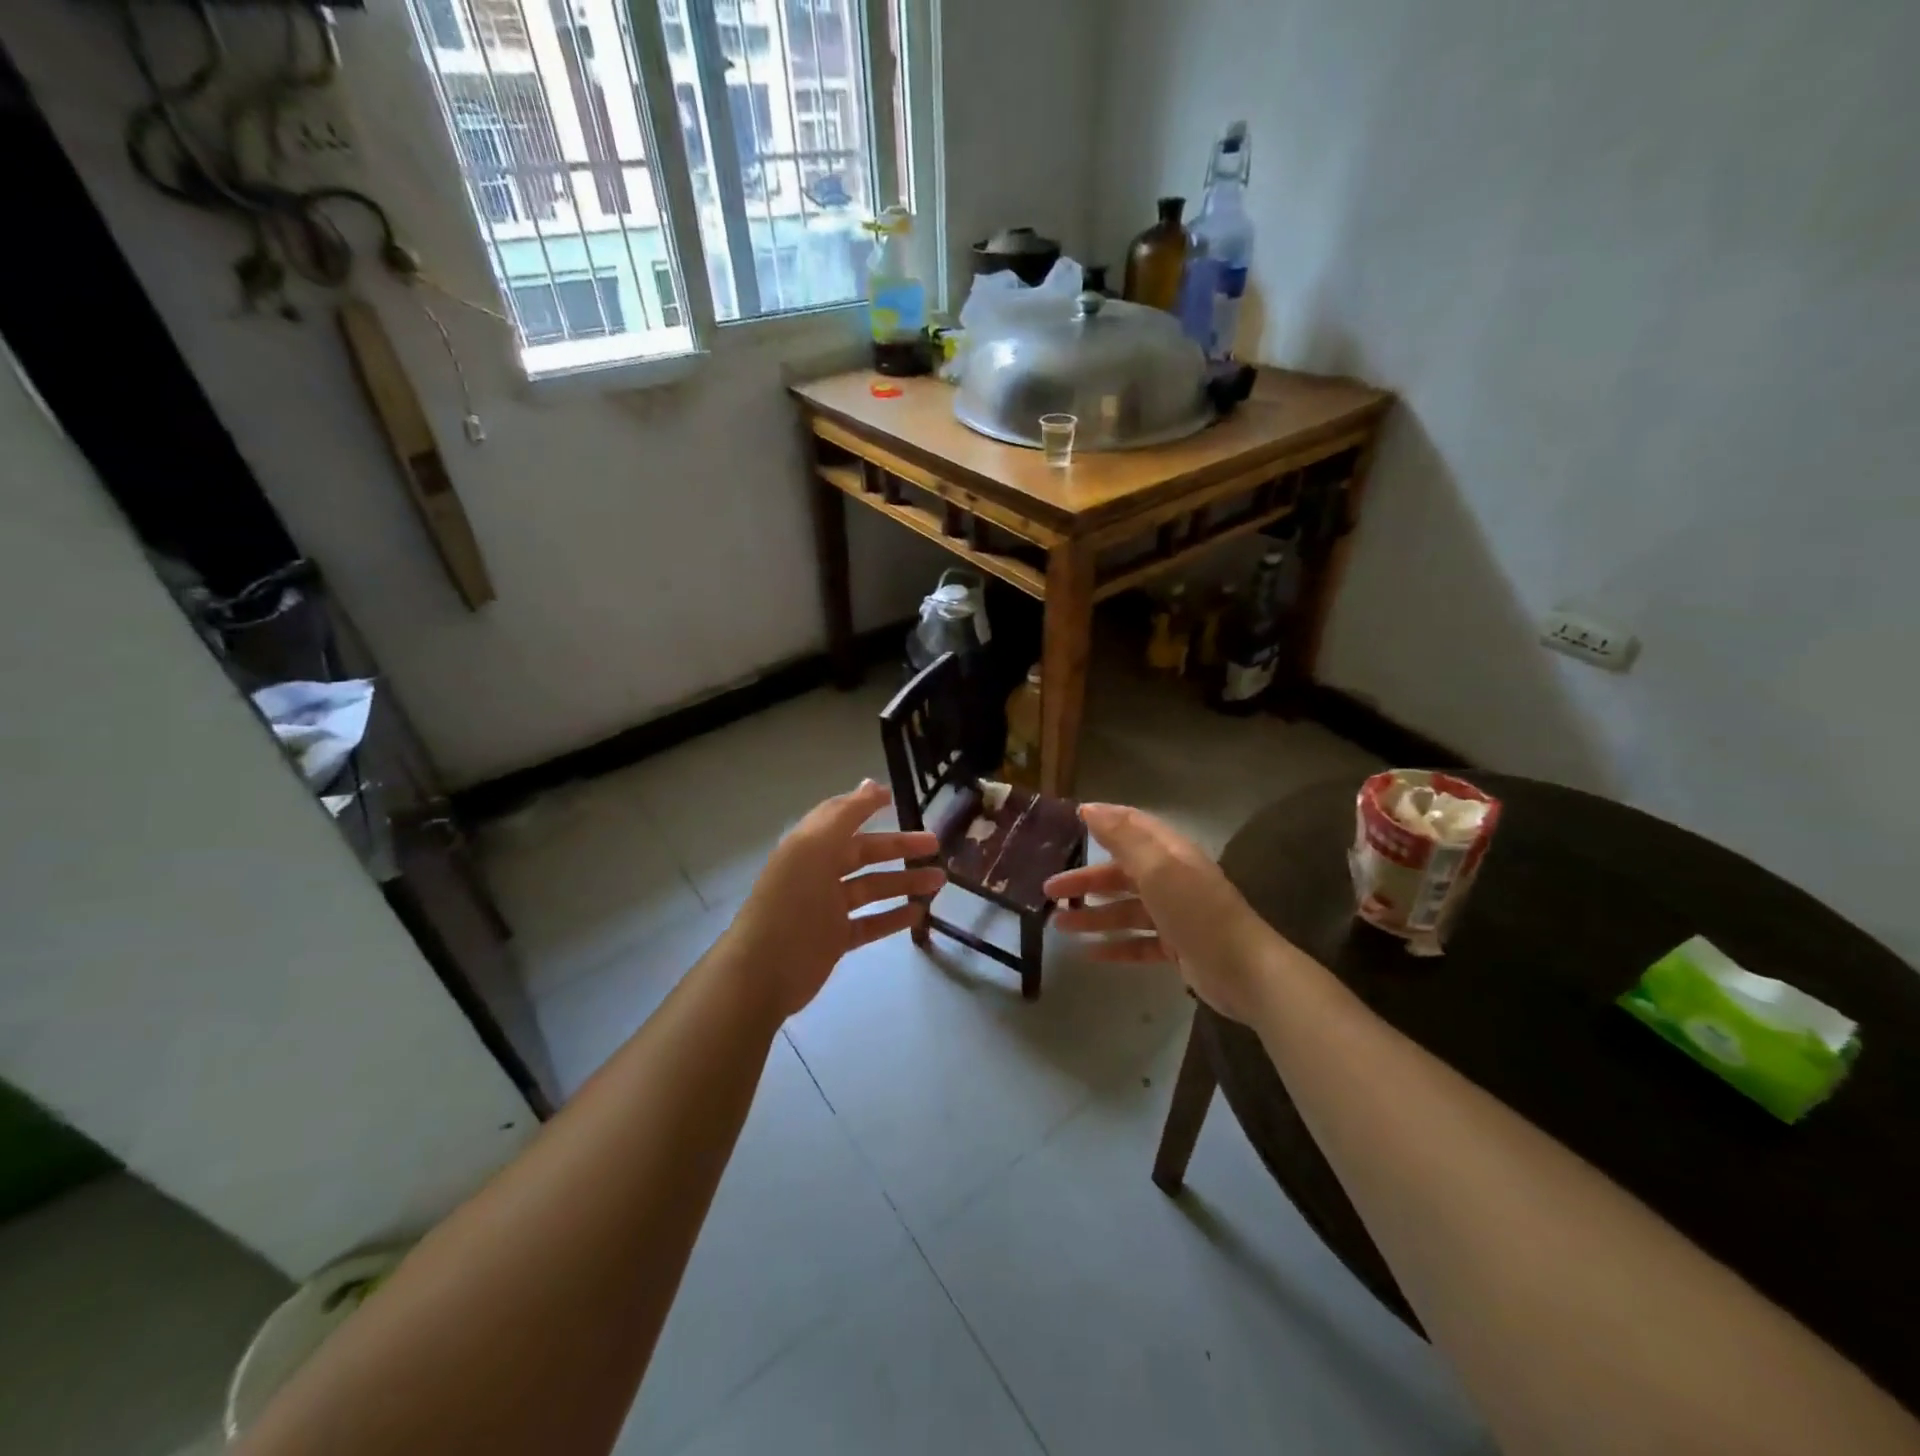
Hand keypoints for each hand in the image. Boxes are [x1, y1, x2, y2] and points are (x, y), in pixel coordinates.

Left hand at [725, 781, 943, 1020]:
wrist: (763, 972)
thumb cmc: (790, 902)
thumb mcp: (814, 848)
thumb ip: (845, 814)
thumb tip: (872, 783)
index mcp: (809, 846)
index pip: (841, 818)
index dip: (866, 805)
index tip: (897, 798)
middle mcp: (818, 872)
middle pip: (864, 853)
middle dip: (899, 847)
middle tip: (935, 844)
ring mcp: (827, 908)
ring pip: (872, 888)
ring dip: (904, 882)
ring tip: (939, 881)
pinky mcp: (835, 939)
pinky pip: (870, 923)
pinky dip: (893, 917)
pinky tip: (919, 913)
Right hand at [1044, 803, 1278, 1023]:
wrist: (1244, 971)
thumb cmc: (1196, 911)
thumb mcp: (1157, 868)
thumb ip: (1123, 837)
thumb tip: (1090, 808)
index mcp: (1169, 853)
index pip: (1133, 826)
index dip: (1103, 820)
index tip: (1070, 821)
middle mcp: (1172, 879)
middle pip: (1121, 873)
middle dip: (1086, 880)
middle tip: (1049, 891)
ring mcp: (1175, 914)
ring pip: (1125, 910)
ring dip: (1093, 915)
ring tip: (1059, 926)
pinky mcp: (1177, 947)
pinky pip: (1138, 942)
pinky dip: (1114, 945)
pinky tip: (1088, 954)